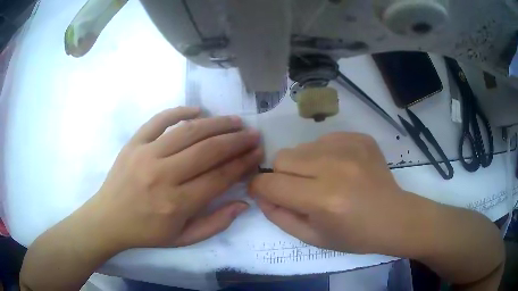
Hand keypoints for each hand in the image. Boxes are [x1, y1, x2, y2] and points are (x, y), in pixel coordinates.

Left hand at [84, 107, 262, 250]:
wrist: (108, 219)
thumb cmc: (146, 233)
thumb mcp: (183, 239)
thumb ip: (215, 223)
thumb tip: (243, 203)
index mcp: (177, 204)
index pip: (219, 177)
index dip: (242, 163)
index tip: (257, 153)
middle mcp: (162, 176)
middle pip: (207, 150)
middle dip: (236, 141)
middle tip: (253, 134)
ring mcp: (145, 155)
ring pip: (187, 131)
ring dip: (216, 124)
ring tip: (234, 121)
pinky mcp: (133, 143)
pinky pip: (159, 120)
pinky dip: (180, 111)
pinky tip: (197, 110)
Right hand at [250, 132, 428, 255]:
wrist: (394, 218)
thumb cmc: (354, 236)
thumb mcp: (312, 237)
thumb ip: (279, 217)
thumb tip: (260, 194)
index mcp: (323, 200)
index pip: (270, 184)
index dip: (259, 188)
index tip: (264, 193)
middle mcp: (334, 168)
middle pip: (282, 158)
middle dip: (282, 176)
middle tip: (301, 190)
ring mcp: (350, 148)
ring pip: (301, 147)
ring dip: (303, 164)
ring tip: (323, 180)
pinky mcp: (360, 138)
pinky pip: (324, 139)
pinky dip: (323, 154)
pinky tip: (340, 169)